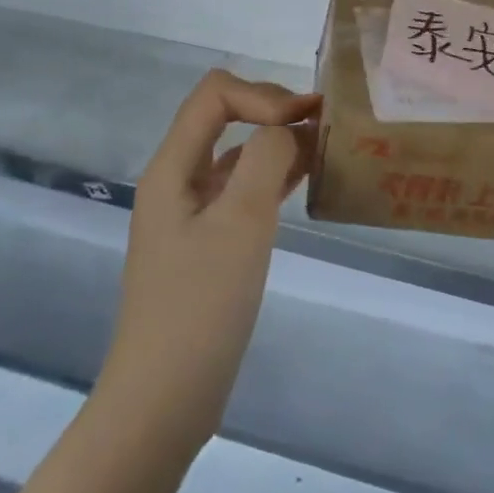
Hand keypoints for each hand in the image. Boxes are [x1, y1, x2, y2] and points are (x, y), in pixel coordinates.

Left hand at [104, 70, 320, 449]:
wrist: (165, 398)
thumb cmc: (200, 306)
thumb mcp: (241, 223)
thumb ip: (266, 159)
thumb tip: (288, 130)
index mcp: (173, 166)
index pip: (216, 93)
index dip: (263, 95)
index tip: (304, 123)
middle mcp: (179, 178)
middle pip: (227, 115)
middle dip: (275, 110)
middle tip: (326, 126)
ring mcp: (194, 211)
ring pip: (240, 152)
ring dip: (280, 141)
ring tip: (328, 148)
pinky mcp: (210, 240)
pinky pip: (246, 188)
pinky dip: (277, 175)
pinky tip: (309, 181)